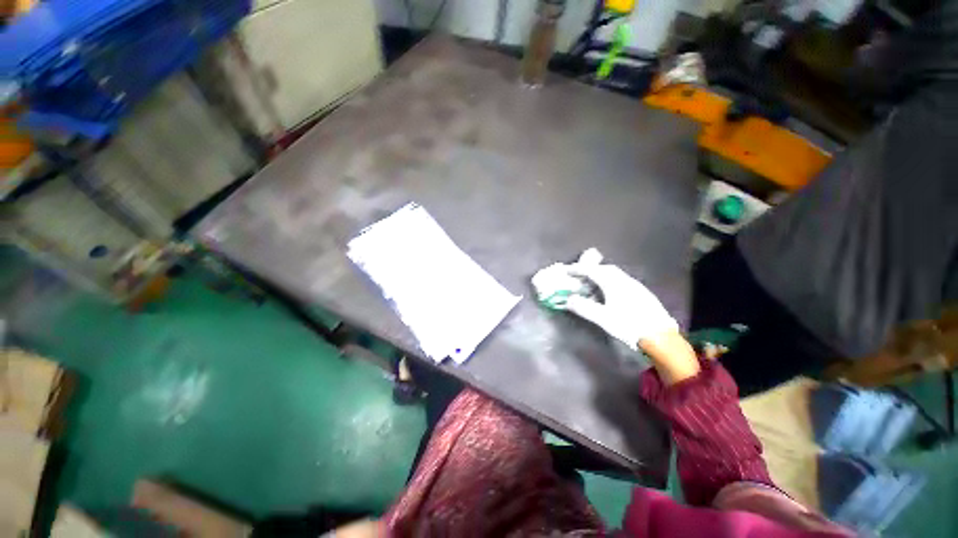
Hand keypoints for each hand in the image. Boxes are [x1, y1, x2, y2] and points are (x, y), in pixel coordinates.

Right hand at [565, 262, 677, 349]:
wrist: (661, 338)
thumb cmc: (629, 326)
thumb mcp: (603, 318)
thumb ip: (584, 307)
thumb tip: (569, 300)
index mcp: (614, 284)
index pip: (593, 271)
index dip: (579, 269)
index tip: (568, 271)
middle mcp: (626, 281)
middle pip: (606, 269)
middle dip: (591, 269)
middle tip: (580, 276)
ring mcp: (636, 286)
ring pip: (616, 274)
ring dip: (602, 275)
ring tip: (593, 284)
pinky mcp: (643, 294)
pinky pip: (622, 281)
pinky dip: (611, 281)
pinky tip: (610, 293)